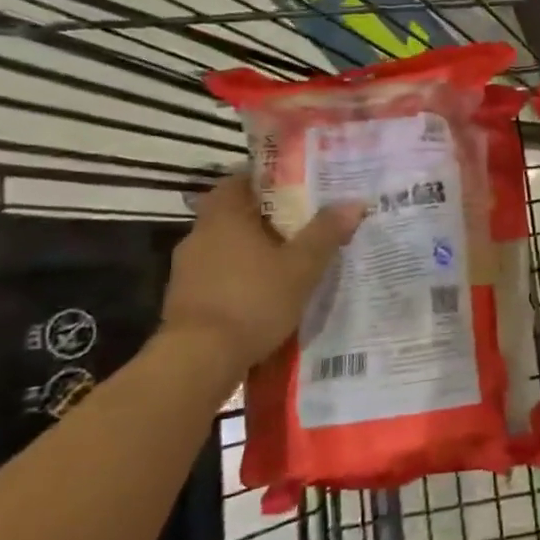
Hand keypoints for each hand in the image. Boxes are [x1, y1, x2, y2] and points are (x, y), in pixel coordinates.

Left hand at [161, 173, 366, 372]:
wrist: (199, 359)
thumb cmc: (253, 300)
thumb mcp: (302, 267)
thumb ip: (326, 232)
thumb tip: (355, 202)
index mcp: (224, 217)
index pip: (238, 181)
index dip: (264, 180)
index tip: (292, 185)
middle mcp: (200, 235)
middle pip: (232, 213)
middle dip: (263, 216)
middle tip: (299, 222)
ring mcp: (187, 268)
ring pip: (224, 245)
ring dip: (250, 248)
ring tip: (286, 258)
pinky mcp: (184, 298)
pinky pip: (217, 273)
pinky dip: (238, 275)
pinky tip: (262, 291)